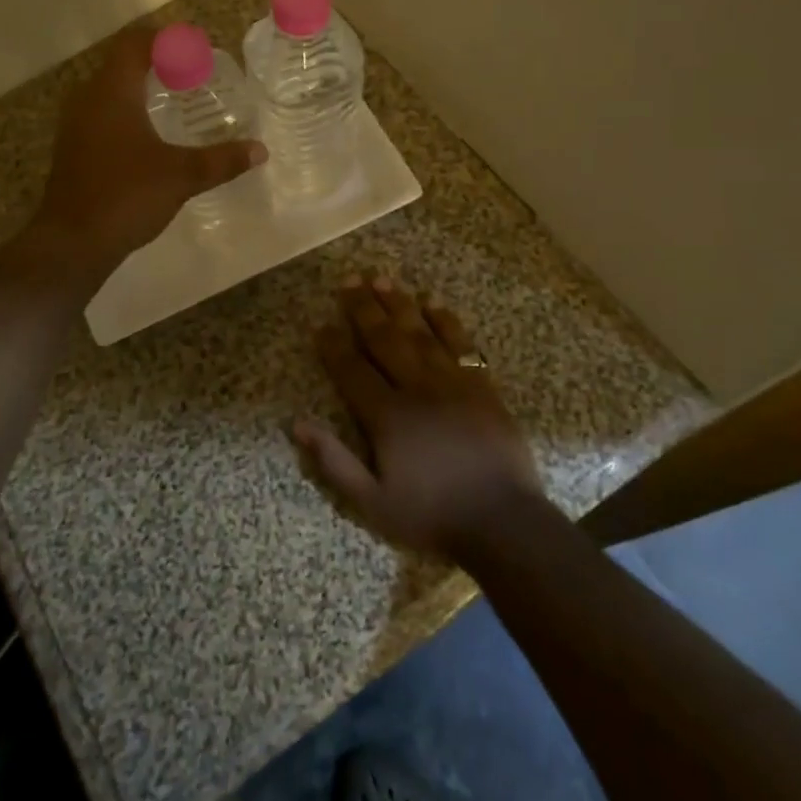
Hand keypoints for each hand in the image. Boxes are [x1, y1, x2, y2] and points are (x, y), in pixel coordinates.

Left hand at [33, 26, 265, 273]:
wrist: (72, 242)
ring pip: (109, 91)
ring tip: (174, 102)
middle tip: (191, 75)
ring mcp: (74, 125)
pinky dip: (126, 113)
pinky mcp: (72, 148)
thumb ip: (221, 160)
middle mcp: (87, 99)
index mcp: (112, 92)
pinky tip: (149, 136)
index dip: (164, 38)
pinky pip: (101, 114)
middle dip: (156, 64)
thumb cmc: (126, 196)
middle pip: (121, 64)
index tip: (194, 47)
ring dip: (139, 89)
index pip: (134, 43)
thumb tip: (259, 150)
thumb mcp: (181, 176)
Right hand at [293, 275, 542, 558]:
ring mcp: (453, 383)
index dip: (334, 346)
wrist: (504, 522)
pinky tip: (433, 303)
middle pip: (384, 340)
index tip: (321, 324)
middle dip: (363, 309)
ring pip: (420, 333)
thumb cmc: (432, 515)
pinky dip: (446, 322)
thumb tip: (297, 424)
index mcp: (388, 416)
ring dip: (398, 304)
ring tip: (381, 278)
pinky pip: (461, 344)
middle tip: (348, 280)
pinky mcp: (482, 386)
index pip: (352, 370)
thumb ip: (334, 463)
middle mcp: (417, 388)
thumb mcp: (372, 503)